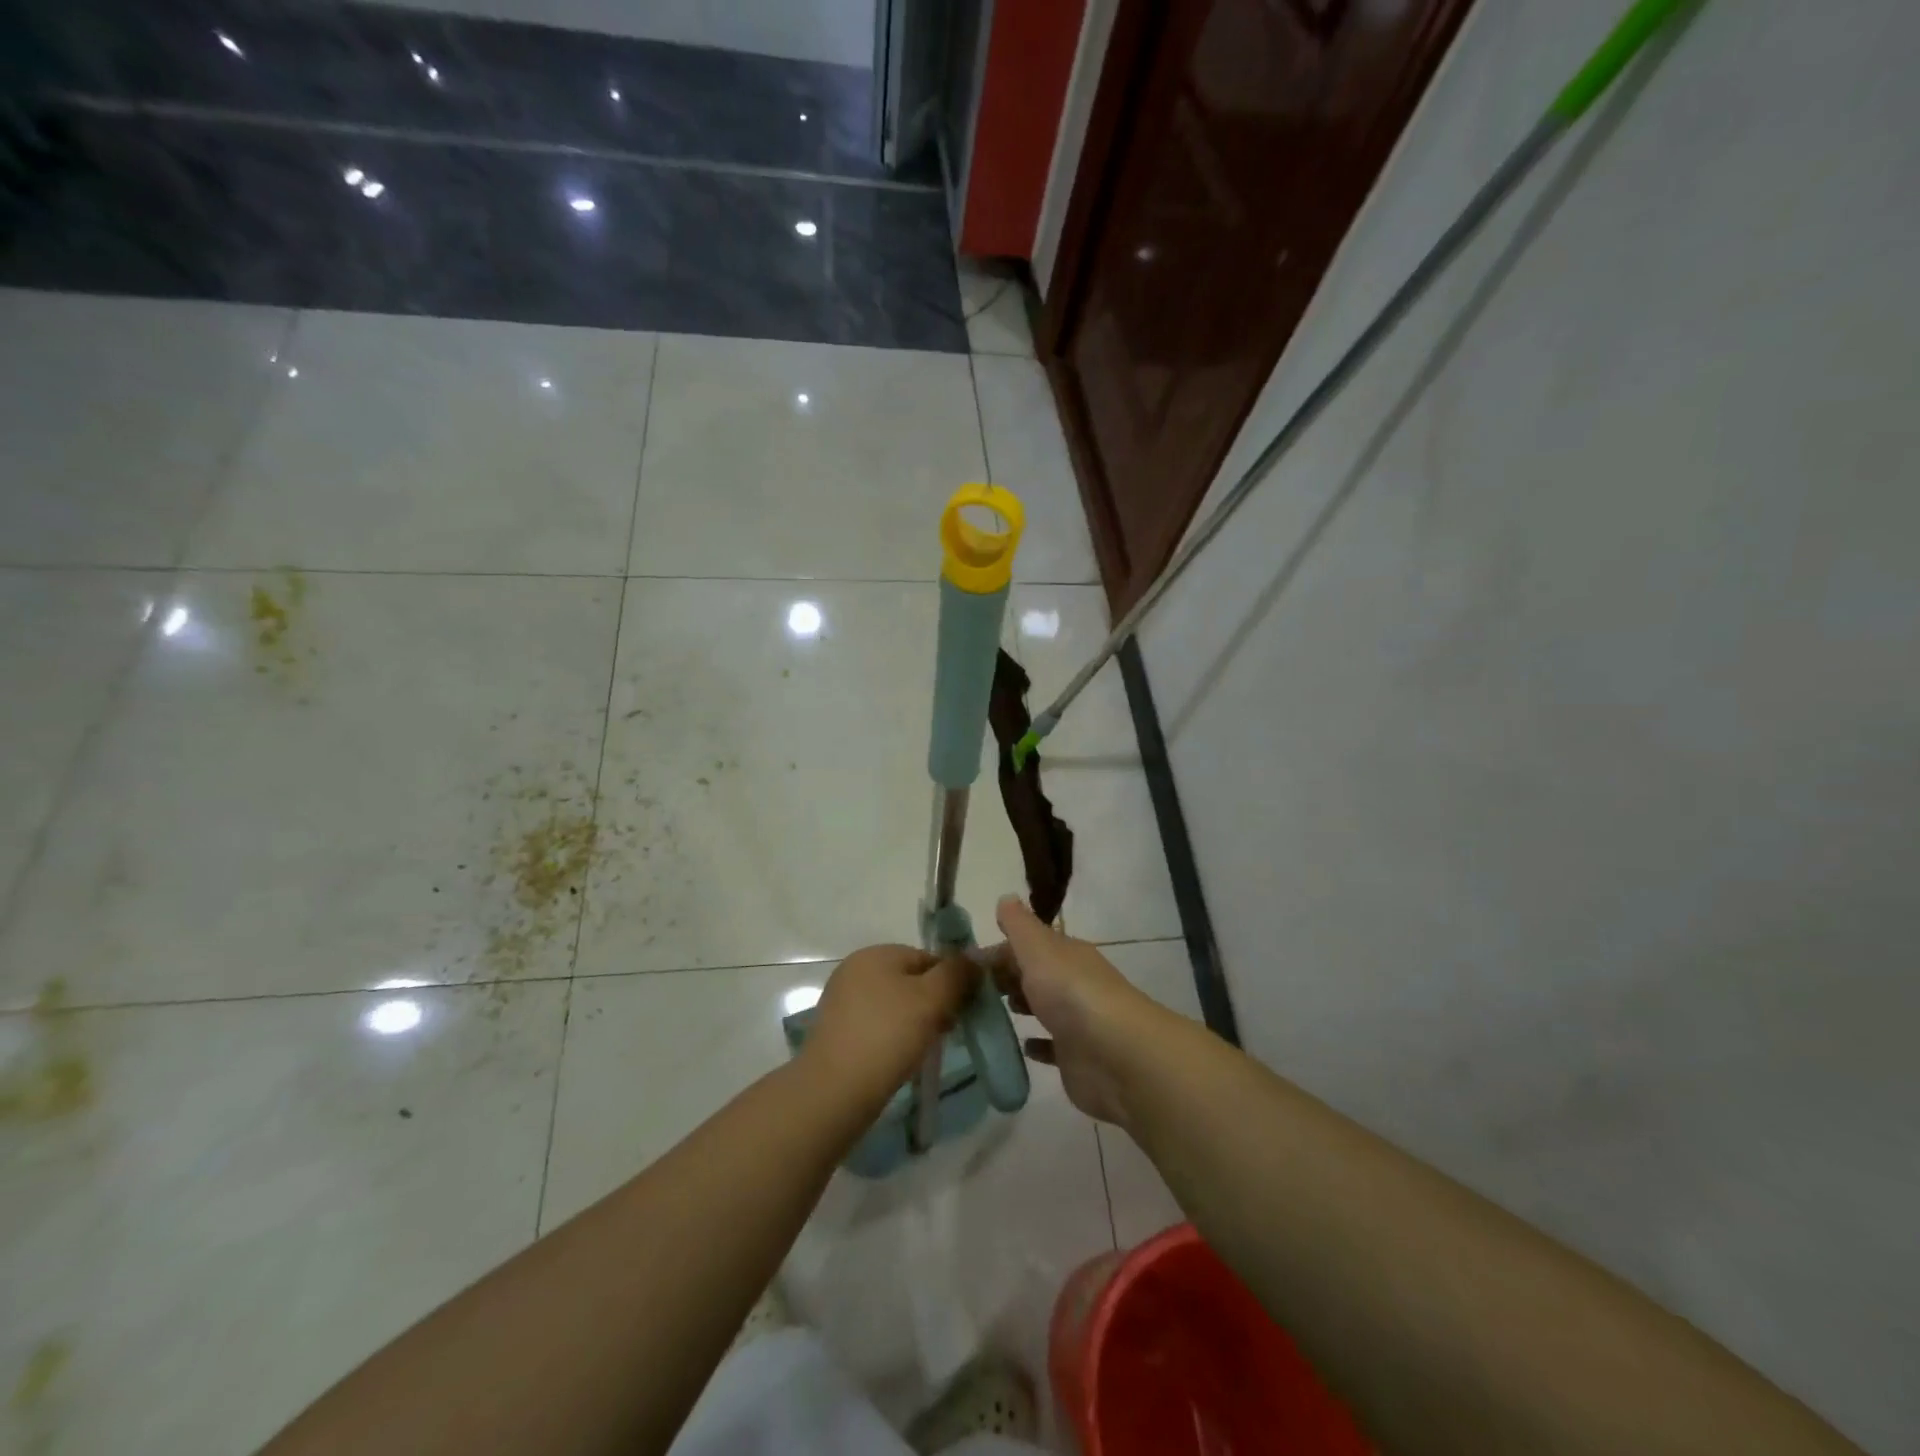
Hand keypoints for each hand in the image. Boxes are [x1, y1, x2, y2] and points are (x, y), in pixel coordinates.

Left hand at [801, 944, 976, 1113]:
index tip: (962, 1012)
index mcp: (875, 953)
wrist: (833, 1091)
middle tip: (946, 1033)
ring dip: (915, 1023)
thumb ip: (957, 973)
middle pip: (911, 980)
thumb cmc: (887, 1036)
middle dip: (933, 1004)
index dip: (951, 982)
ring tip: (924, 1050)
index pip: (928, 958)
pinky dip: (893, 1038)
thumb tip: (975, 958)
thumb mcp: (932, 999)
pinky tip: (900, 1060)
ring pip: (894, 1005)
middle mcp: (855, 970)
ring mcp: (842, 1001)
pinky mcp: (836, 1032)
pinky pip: (877, 1026)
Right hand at [985, 897, 1170, 1126]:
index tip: (965, 964)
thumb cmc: (1071, 993)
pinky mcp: (1075, 1056)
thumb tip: (1006, 897)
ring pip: (1043, 1006)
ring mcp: (1076, 1021)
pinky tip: (1020, 1045)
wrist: (1115, 1055)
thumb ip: (1019, 925)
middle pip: (1034, 973)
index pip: (1026, 944)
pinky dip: (1036, 1044)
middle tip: (969, 989)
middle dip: (1006, 977)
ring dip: (1021, 1005)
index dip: (998, 950)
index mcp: (1066, 954)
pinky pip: (1051, 1046)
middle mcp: (1072, 982)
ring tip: (987, 1012)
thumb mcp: (1039, 949)